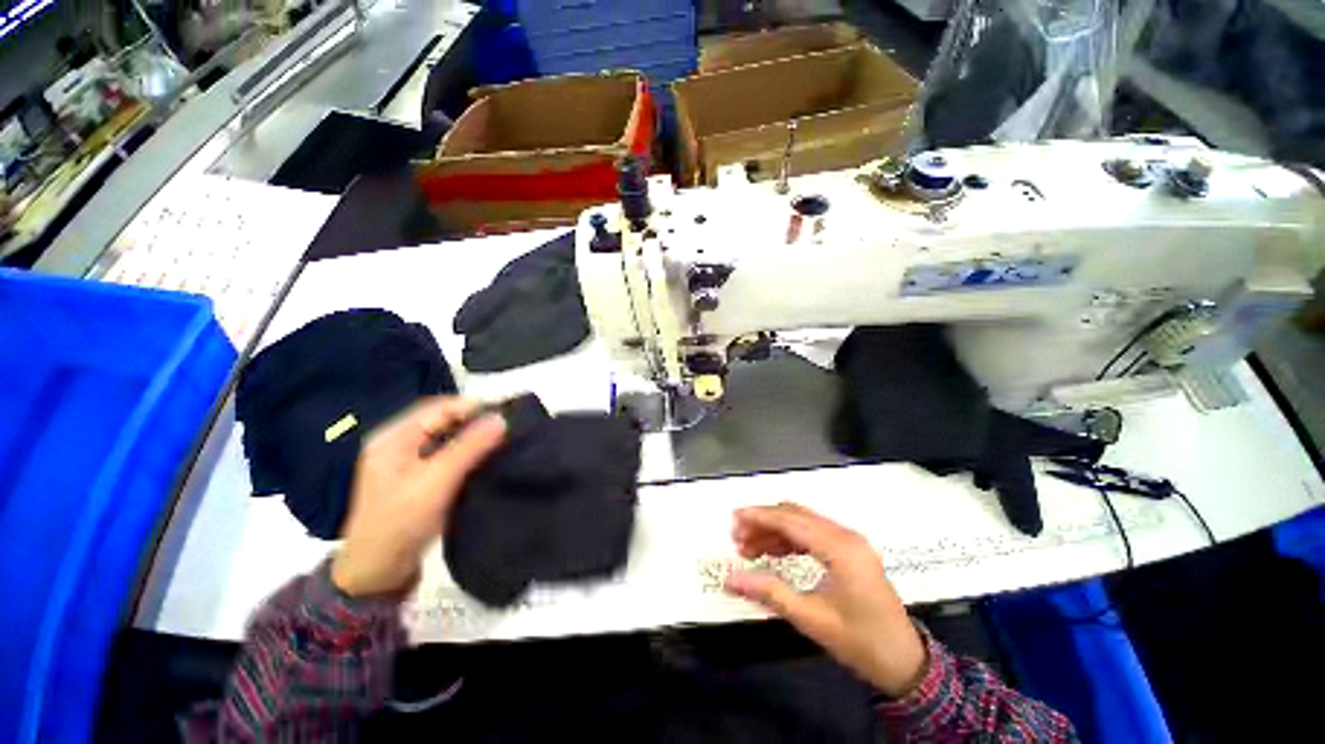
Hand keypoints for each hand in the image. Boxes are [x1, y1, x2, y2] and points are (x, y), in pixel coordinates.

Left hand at [331, 397, 505, 597]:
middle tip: (506, 426)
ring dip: (471, 435)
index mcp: (392, 437)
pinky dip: (464, 450)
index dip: (472, 406)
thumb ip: (469, 447)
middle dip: (473, 419)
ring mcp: (404, 460)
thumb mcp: (437, 481)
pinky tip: (482, 456)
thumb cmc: (402, 522)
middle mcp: (396, 442)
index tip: (506, 412)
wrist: (377, 572)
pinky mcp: (414, 476)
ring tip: (500, 438)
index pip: (438, 408)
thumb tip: (501, 418)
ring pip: (444, 436)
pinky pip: (444, 452)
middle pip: (441, 420)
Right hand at [724, 502, 927, 697]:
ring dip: (774, 530)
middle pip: (796, 515)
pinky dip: (790, 538)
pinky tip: (773, 552)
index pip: (792, 521)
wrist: (905, 663)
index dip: (760, 516)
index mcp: (840, 549)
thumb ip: (770, 593)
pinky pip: (813, 534)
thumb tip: (731, 579)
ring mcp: (849, 541)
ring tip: (749, 548)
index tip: (734, 518)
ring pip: (803, 522)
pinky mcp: (849, 550)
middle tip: (737, 537)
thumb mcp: (812, 620)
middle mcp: (845, 536)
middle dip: (764, 522)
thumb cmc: (861, 643)